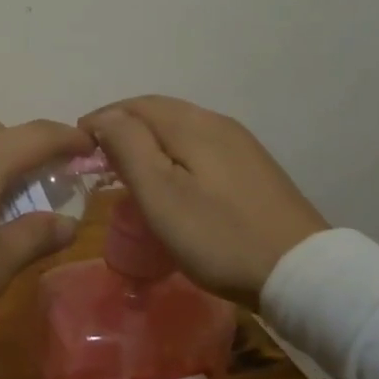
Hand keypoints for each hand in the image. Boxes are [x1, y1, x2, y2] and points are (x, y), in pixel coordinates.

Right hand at [80, 96, 328, 306]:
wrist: (301, 273)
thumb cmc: (218, 235)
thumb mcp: (161, 194)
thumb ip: (128, 147)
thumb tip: (105, 118)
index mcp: (192, 124)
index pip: (135, 105)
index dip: (102, 120)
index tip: (77, 147)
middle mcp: (217, 123)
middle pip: (159, 112)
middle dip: (123, 127)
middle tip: (97, 157)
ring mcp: (241, 145)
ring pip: (181, 129)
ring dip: (148, 140)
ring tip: (127, 169)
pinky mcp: (253, 169)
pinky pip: (200, 147)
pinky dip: (173, 153)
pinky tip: (171, 180)